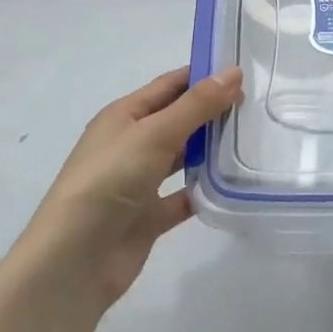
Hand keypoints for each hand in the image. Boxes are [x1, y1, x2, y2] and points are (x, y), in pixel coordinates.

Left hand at [18, 66, 242, 312]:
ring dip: (212, 149)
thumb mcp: (155, 133)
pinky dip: (205, 190)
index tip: (244, 71)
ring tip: (254, 139)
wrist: (75, 260)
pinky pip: (184, 197)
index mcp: (124, 116)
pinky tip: (236, 183)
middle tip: (257, 106)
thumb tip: (234, 72)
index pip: (169, 85)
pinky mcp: (149, 217)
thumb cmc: (110, 180)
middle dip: (213, 111)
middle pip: (178, 120)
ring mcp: (140, 182)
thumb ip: (196, 105)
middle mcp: (131, 144)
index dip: (203, 75)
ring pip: (183, 158)